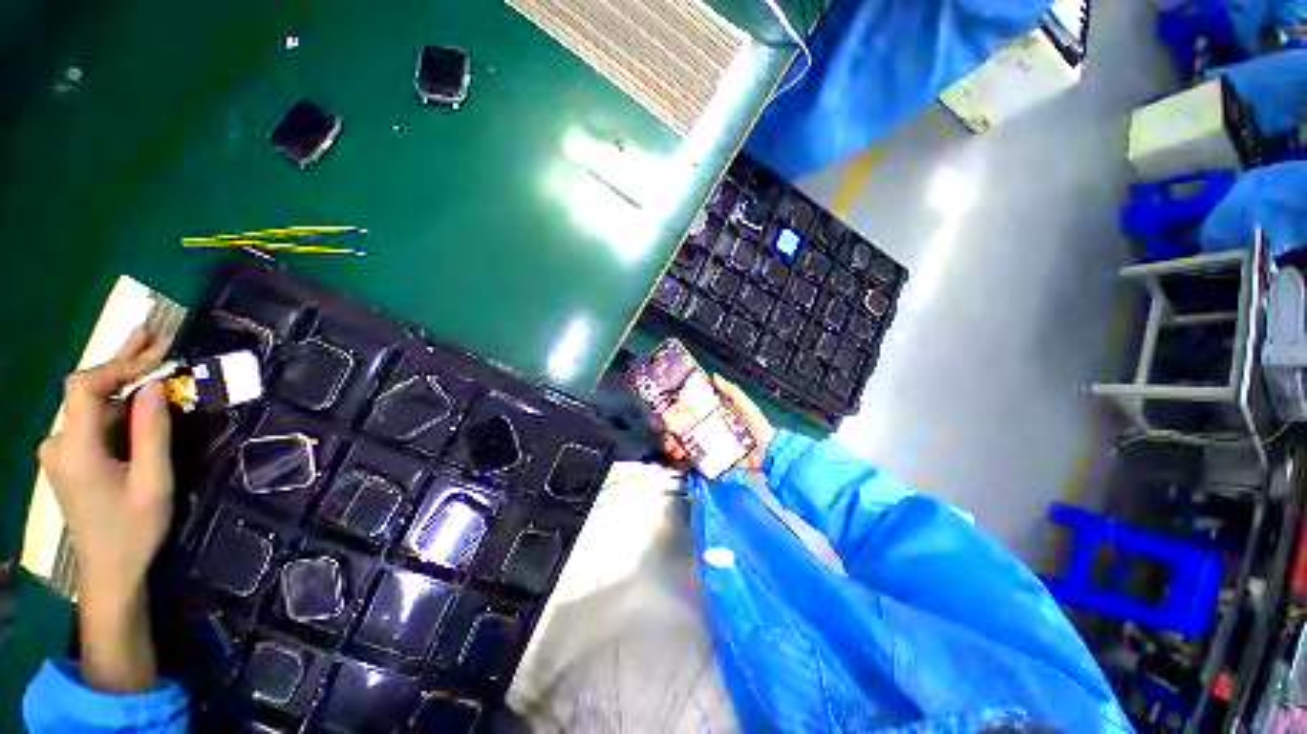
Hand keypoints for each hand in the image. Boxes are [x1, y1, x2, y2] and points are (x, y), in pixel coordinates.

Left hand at [38, 327, 171, 691]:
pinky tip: (136, 394)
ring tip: (150, 355)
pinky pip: (92, 419)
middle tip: (153, 335)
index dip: (117, 365)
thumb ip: (151, 433)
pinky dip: (116, 402)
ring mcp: (60, 451)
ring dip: (121, 380)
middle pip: (84, 390)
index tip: (156, 353)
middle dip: (120, 362)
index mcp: (75, 450)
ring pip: (89, 404)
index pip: (84, 388)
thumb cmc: (134, 530)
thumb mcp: (153, 483)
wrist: (109, 571)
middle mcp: (59, 443)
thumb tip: (153, 385)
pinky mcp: (68, 457)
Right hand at [661, 375, 775, 472]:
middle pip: (686, 428)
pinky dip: (684, 456)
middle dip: (673, 430)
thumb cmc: (760, 429)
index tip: (671, 411)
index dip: (681, 411)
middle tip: (668, 432)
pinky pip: (696, 457)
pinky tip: (678, 455)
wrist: (768, 455)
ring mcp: (711, 445)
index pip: (694, 410)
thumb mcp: (746, 406)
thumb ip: (732, 392)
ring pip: (687, 443)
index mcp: (717, 415)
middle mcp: (711, 429)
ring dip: (675, 444)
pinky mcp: (714, 459)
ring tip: (671, 446)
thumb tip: (715, 377)